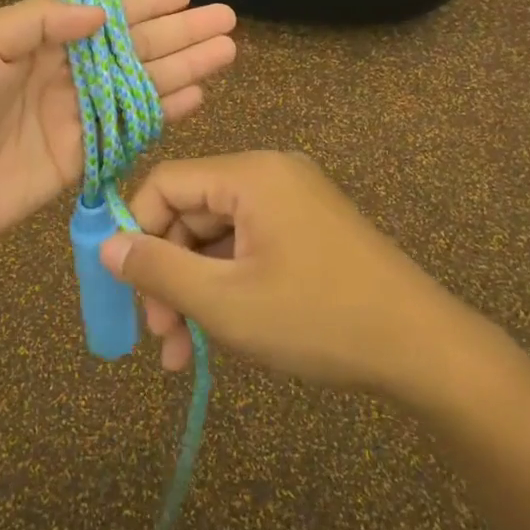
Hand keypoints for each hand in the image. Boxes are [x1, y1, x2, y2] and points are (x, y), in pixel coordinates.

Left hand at [0, 0, 236, 252]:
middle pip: (133, 49)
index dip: (145, 4)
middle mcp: (64, 74)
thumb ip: (39, 21)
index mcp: (38, 41)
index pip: (103, 17)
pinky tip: (196, 97)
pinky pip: (129, 130)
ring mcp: (76, 116)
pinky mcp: (81, 157)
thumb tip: (101, 15)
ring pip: (140, 86)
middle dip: (179, 34)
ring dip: (183, 68)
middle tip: (225, 22)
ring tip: (224, 53)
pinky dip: (163, 113)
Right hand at [99, 151, 466, 395]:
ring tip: (182, 355)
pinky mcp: (306, 232)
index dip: (135, 231)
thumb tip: (105, 246)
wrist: (424, 349)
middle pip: (190, 214)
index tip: (126, 287)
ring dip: (195, 292)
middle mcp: (270, 176)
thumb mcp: (226, 302)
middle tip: (159, 335)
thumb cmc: (318, 318)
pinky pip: (248, 250)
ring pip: (217, 240)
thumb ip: (159, 270)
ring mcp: (292, 204)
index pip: (165, 183)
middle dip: (168, 276)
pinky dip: (227, 289)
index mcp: (250, 174)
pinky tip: (215, 340)